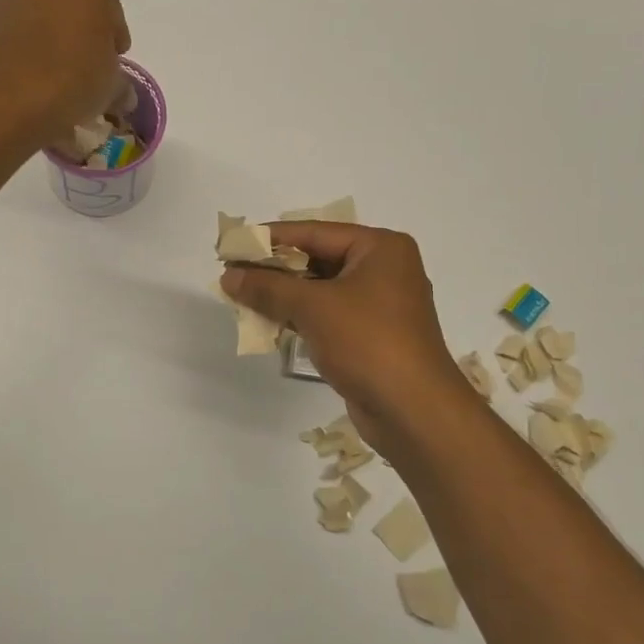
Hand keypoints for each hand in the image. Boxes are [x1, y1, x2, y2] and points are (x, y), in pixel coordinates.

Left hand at [0, 0, 131, 147]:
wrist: (7, 101)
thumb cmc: (73, 80)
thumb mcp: (112, 86)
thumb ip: (120, 83)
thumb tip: (121, 94)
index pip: (110, 8)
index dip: (114, 37)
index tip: (114, 61)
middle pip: (73, 4)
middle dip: (81, 30)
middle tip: (88, 66)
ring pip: (42, 15)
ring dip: (52, 38)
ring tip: (58, 77)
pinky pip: (18, 33)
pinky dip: (27, 49)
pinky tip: (34, 79)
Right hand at [221, 223, 475, 442]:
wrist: (414, 411)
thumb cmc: (368, 342)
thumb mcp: (313, 307)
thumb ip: (268, 287)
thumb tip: (229, 275)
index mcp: (380, 248)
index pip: (314, 232)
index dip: (270, 237)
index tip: (233, 242)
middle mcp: (384, 269)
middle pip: (318, 258)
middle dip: (275, 268)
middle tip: (233, 270)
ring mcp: (380, 305)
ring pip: (321, 289)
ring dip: (284, 294)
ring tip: (241, 295)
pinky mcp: (372, 336)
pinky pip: (328, 315)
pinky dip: (300, 316)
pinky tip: (268, 321)